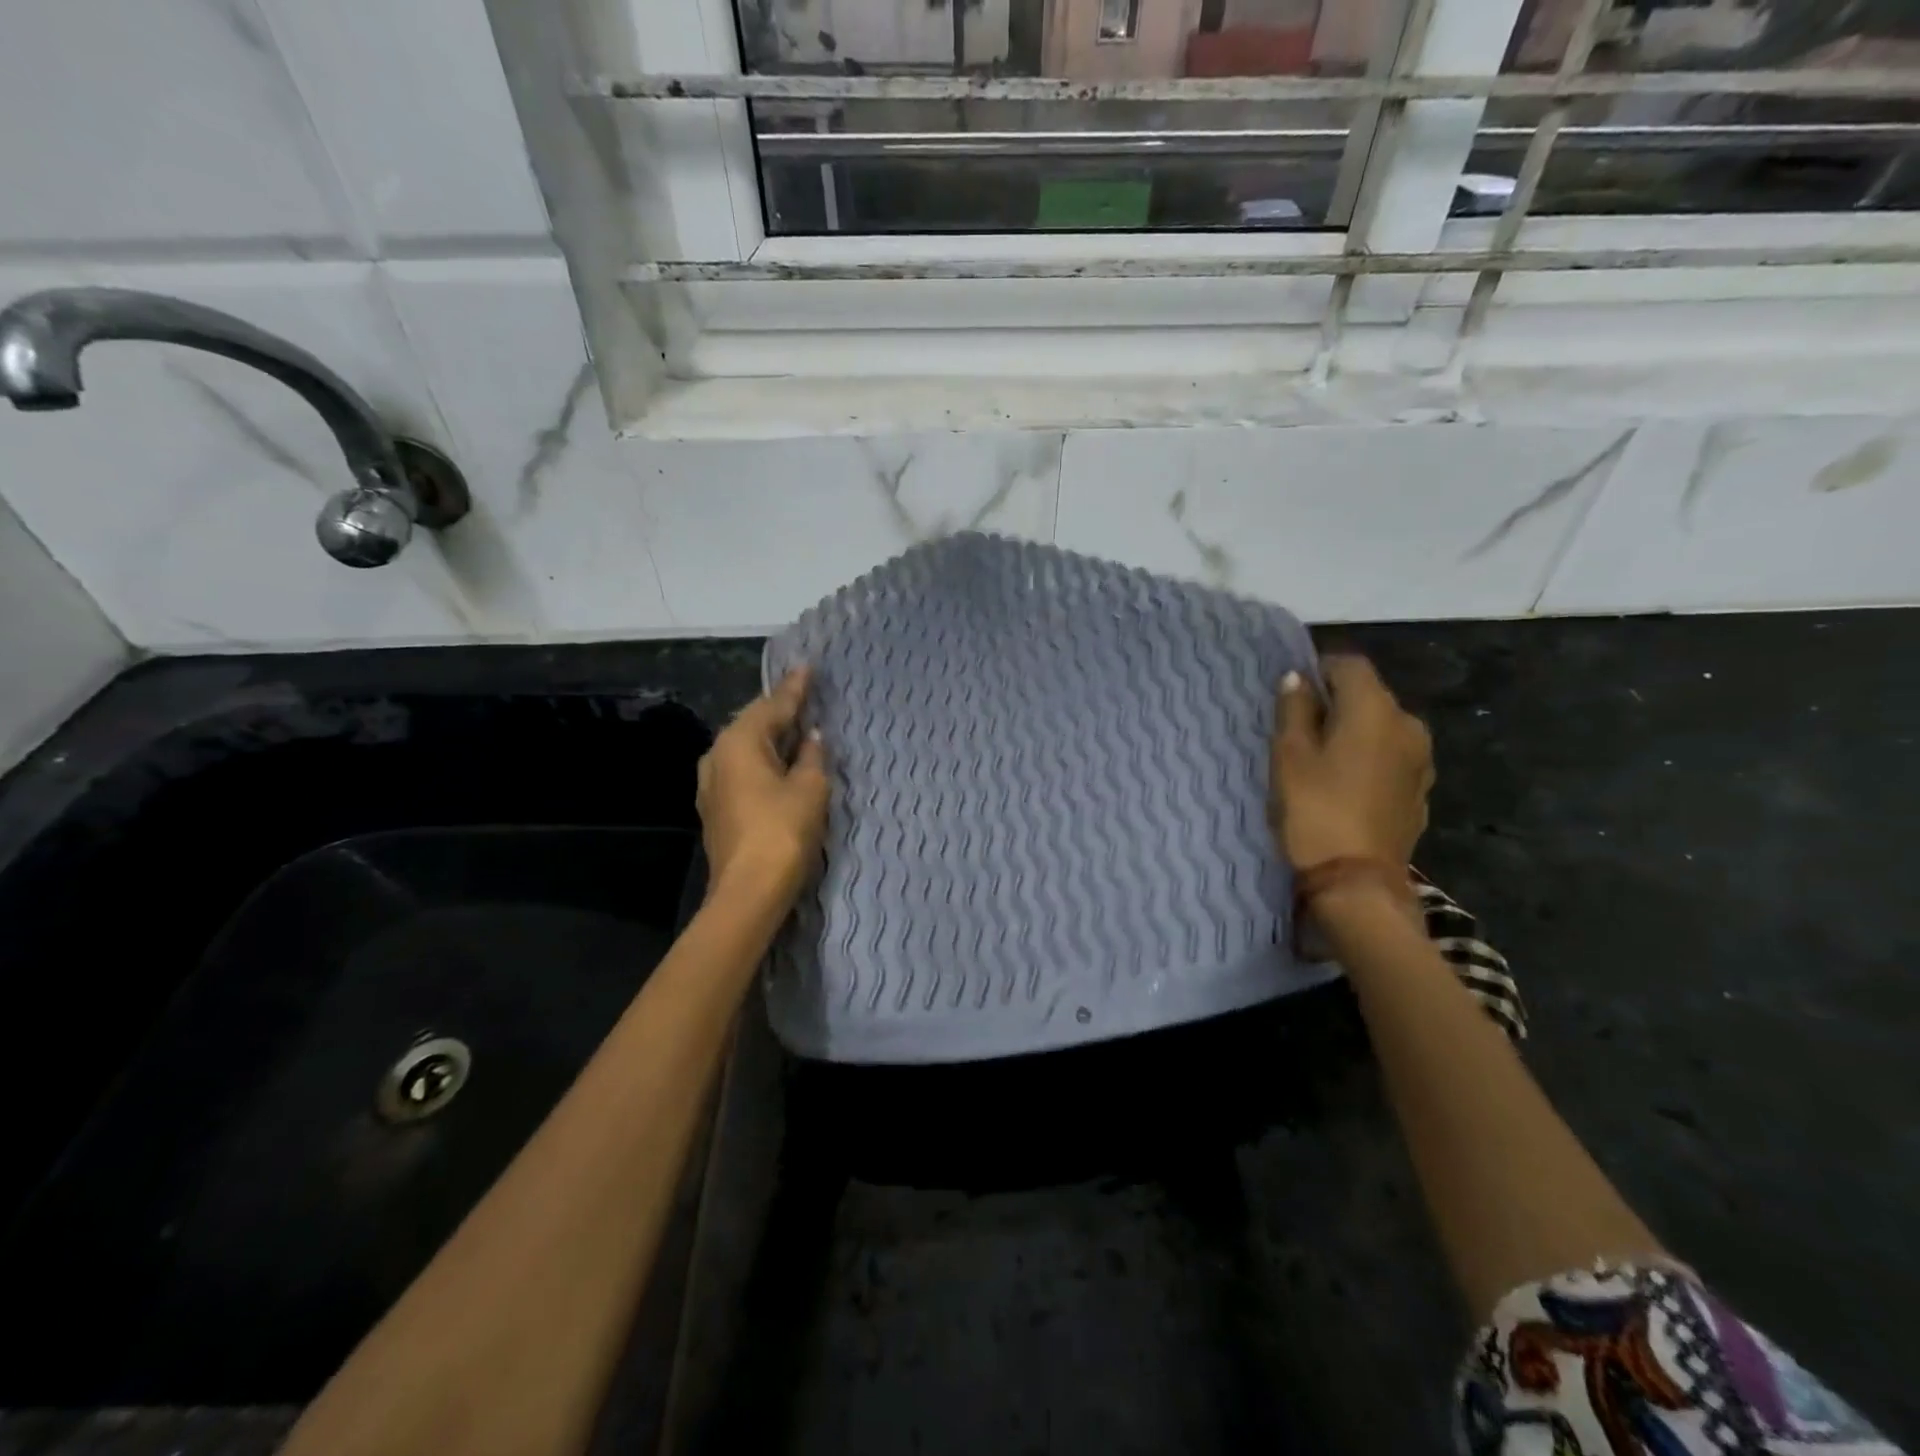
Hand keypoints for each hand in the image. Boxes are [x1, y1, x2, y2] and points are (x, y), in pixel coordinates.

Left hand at [697, 667, 830, 904]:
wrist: (749, 891)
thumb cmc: (782, 831)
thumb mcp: (810, 788)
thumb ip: (811, 757)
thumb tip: (811, 738)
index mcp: (738, 742)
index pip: (772, 706)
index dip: (794, 688)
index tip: (807, 668)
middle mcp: (718, 756)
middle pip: (754, 724)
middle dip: (780, 711)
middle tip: (805, 695)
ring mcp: (713, 785)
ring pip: (747, 749)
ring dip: (772, 739)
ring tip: (796, 726)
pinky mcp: (717, 809)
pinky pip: (743, 770)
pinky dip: (764, 761)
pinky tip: (781, 763)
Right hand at [1269, 655, 1432, 870]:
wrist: (1356, 882)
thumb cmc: (1314, 810)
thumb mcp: (1289, 756)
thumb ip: (1293, 710)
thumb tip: (1297, 678)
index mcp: (1375, 709)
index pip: (1349, 665)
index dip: (1318, 668)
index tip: (1292, 692)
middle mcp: (1408, 725)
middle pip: (1369, 695)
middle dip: (1335, 702)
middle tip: (1299, 729)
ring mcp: (1421, 760)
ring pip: (1381, 728)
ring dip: (1353, 732)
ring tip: (1320, 759)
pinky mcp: (1420, 791)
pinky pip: (1390, 757)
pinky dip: (1368, 758)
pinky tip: (1344, 785)